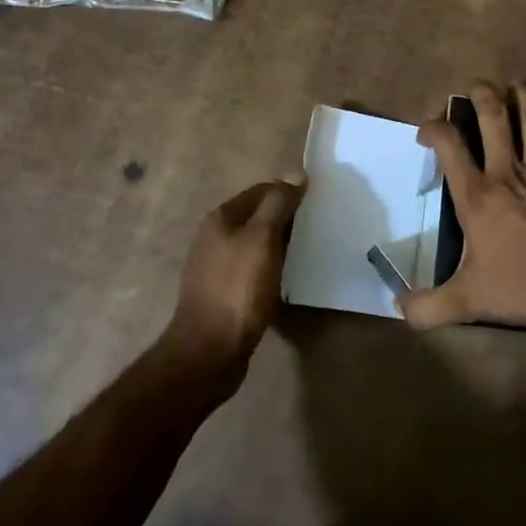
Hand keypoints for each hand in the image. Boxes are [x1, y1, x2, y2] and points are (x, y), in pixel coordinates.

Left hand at [163, 175, 304, 374]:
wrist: (208, 352)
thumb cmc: (238, 289)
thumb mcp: (262, 239)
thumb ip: (278, 204)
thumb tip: (296, 174)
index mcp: (220, 218)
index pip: (262, 191)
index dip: (288, 194)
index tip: (316, 204)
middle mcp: (214, 237)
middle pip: (257, 216)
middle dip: (285, 219)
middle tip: (316, 227)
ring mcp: (215, 266)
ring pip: (255, 244)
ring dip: (279, 245)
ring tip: (306, 251)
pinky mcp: (222, 292)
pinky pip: (252, 269)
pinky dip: (270, 267)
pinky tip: (286, 278)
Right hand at [400, 82, 525, 331]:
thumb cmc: (521, 286)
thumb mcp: (467, 301)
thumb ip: (428, 306)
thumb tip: (397, 308)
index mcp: (477, 195)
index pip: (448, 145)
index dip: (433, 129)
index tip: (425, 131)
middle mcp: (507, 172)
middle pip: (493, 120)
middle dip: (482, 96)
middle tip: (476, 86)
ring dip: (524, 99)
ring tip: (517, 85)